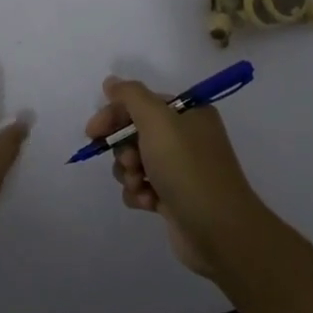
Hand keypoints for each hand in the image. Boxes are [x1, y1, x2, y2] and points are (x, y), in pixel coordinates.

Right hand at [87, 76, 266, 277]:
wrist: (219, 230)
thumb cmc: (187, 168)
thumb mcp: (157, 121)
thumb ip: (130, 96)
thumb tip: (111, 82)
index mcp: (189, 113)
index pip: (141, 103)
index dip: (114, 114)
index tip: (93, 132)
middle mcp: (187, 137)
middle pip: (135, 132)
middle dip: (124, 149)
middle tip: (130, 163)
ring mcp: (181, 169)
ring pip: (135, 162)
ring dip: (129, 174)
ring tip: (140, 186)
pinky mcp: (174, 197)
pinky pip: (142, 187)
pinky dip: (139, 194)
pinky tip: (148, 203)